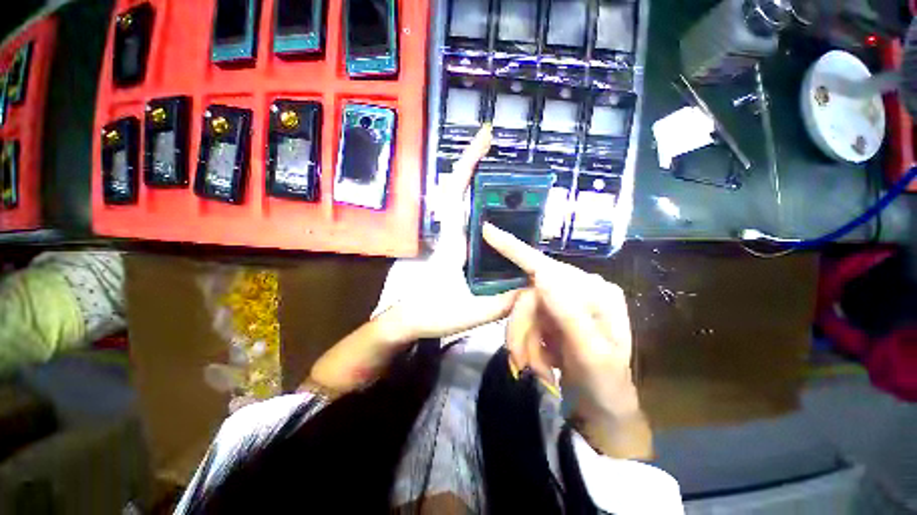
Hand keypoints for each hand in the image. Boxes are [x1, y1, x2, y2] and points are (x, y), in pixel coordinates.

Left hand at [309, 125, 518, 394]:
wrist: (409, 321)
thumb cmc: (432, 314)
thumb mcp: (470, 312)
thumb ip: (501, 302)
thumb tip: (534, 287)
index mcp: (453, 242)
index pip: (457, 194)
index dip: (469, 163)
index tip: (485, 136)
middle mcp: (454, 235)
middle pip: (464, 192)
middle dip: (481, 168)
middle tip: (511, 158)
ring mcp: (456, 242)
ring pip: (470, 207)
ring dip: (488, 191)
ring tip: (519, 187)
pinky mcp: (459, 251)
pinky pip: (475, 225)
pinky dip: (490, 214)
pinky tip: (509, 219)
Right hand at [484, 223, 650, 458]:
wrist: (603, 408)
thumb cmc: (606, 385)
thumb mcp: (592, 355)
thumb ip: (569, 313)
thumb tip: (542, 274)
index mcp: (595, 291)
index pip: (547, 266)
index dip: (514, 248)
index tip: (487, 231)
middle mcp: (578, 289)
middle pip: (528, 294)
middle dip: (520, 328)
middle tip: (520, 361)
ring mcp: (562, 302)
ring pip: (522, 311)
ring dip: (522, 341)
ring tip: (537, 368)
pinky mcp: (550, 316)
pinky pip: (523, 323)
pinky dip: (525, 343)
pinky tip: (540, 361)